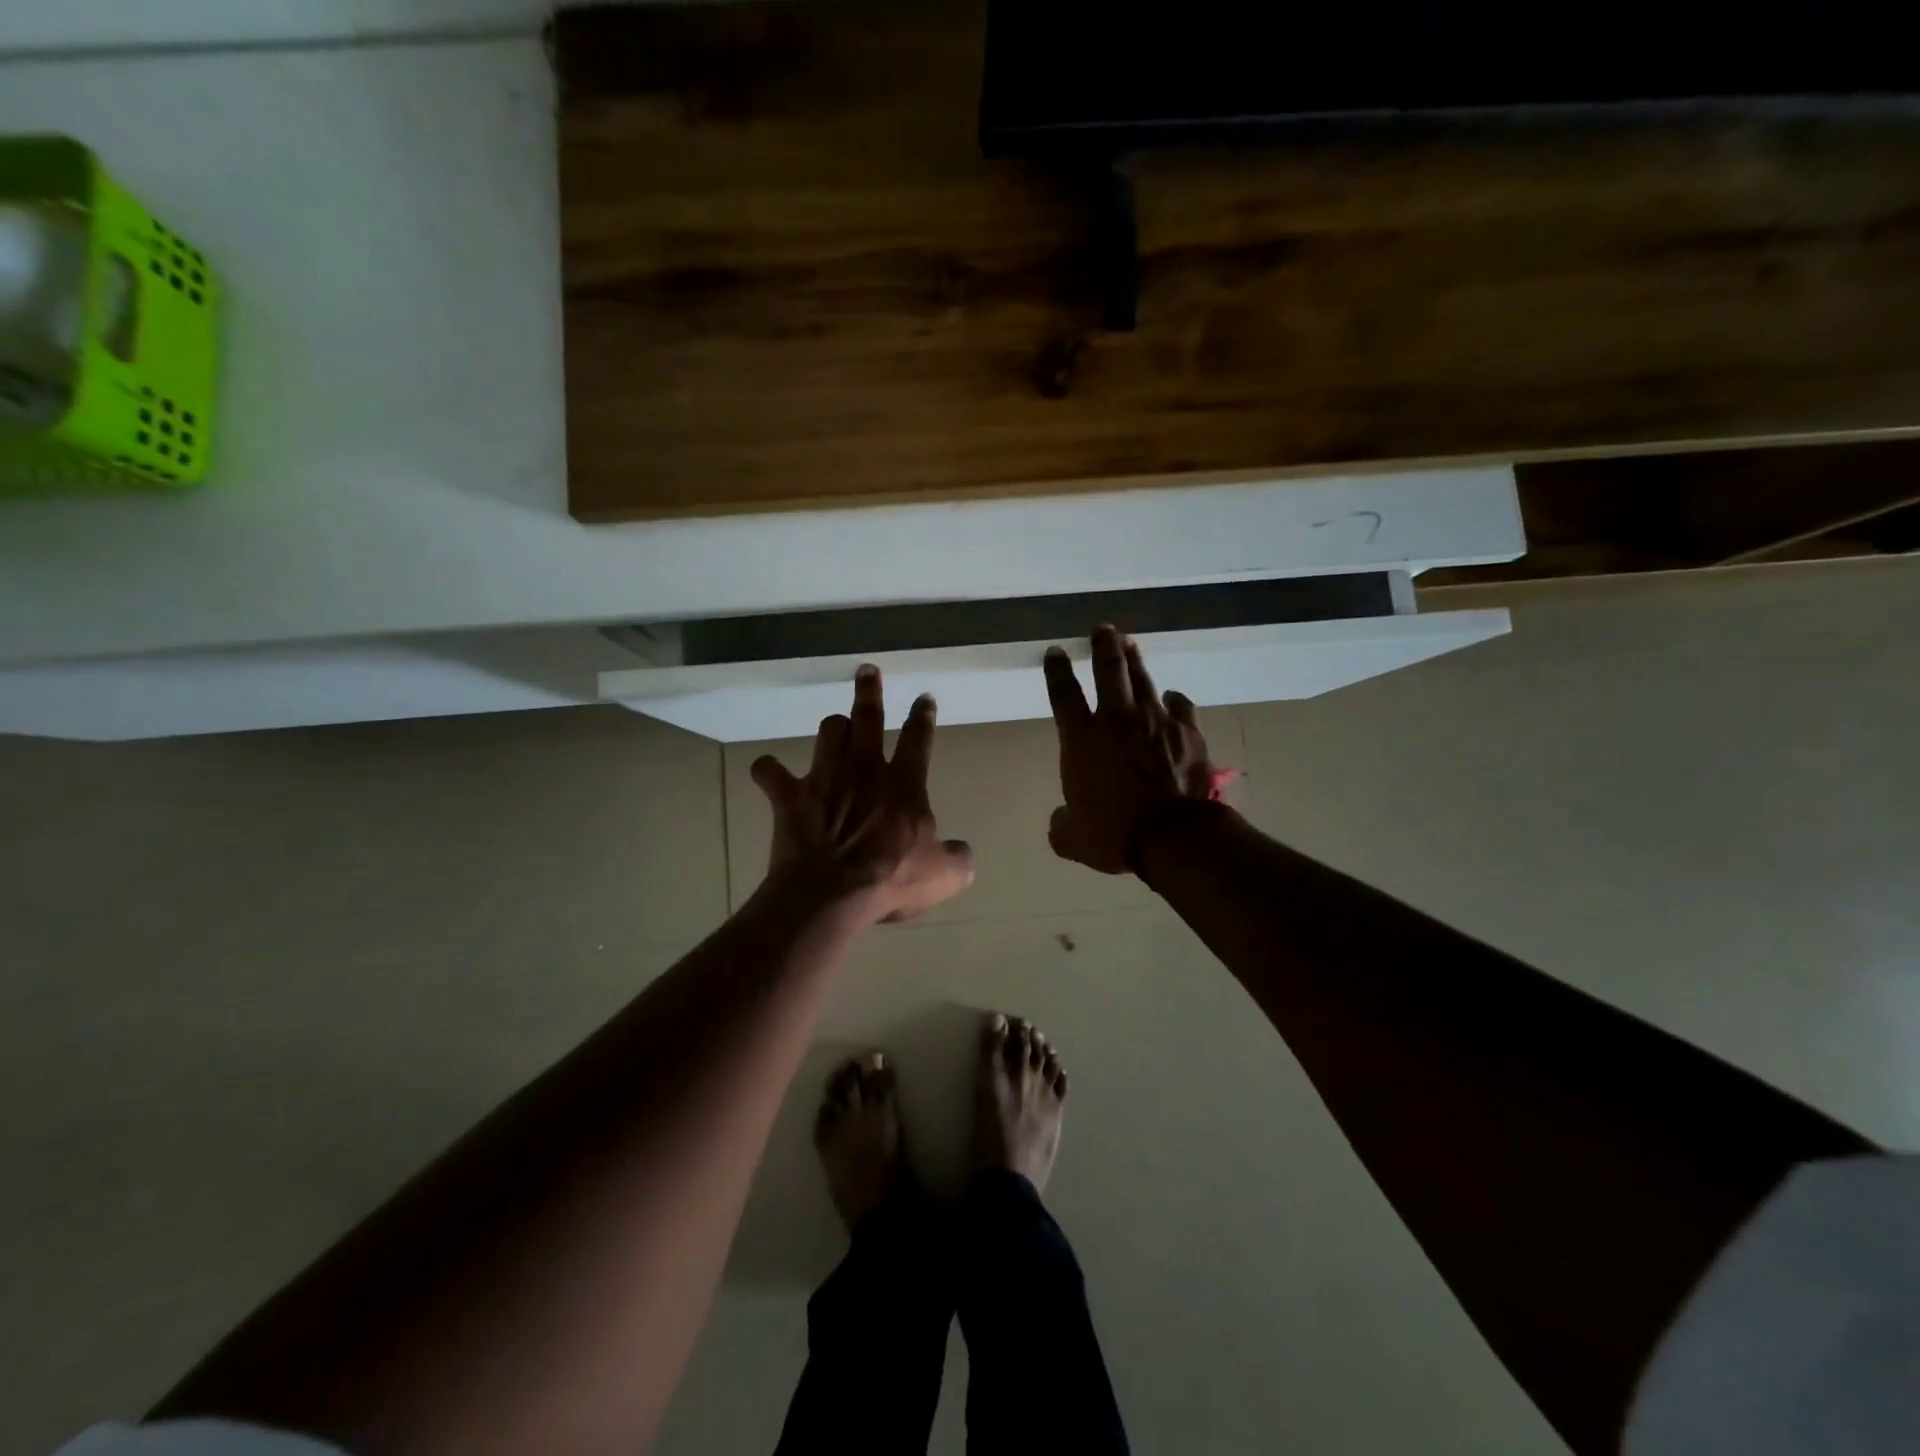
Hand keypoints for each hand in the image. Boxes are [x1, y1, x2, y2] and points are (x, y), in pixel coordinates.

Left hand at [751, 665, 974, 922]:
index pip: (918, 738)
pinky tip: (768, 772)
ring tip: (835, 728)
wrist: (833, 892)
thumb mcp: (943, 875)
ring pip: (827, 732)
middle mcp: (864, 769)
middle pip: (868, 716)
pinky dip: (769, 772)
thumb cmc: (891, 879)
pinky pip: (770, 773)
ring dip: (832, 729)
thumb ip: (958, 858)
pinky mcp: (790, 796)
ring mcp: (824, 778)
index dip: (923, 716)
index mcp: (903, 783)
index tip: (924, 698)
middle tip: (867, 670)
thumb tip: (962, 852)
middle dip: (869, 690)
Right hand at [1044, 626, 1218, 874]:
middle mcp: (1117, 720)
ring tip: (1130, 643)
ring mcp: (1156, 721)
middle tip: (1103, 629)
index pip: (1063, 694)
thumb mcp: (1072, 838)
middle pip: (1109, 670)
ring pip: (1143, 679)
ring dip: (1134, 659)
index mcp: (1082, 740)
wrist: (1174, 837)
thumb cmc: (1115, 834)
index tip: (1054, 651)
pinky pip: (1179, 706)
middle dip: (1103, 645)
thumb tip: (1061, 819)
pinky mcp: (1187, 732)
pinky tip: (1171, 698)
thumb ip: (1062, 823)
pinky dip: (1173, 700)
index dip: (1056, 670)